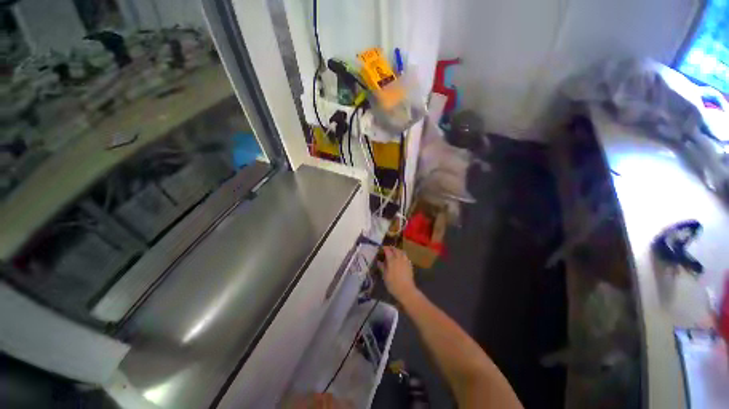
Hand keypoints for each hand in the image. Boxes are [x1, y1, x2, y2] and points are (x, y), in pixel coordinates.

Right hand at [378, 246, 416, 300]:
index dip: (384, 248)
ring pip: (402, 252)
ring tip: (394, 252)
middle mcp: (399, 258)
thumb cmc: (393, 284)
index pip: (388, 250)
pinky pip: (405, 256)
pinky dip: (402, 255)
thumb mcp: (385, 276)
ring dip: (397, 250)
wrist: (406, 291)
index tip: (381, 248)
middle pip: (395, 249)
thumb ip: (382, 267)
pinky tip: (400, 259)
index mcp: (392, 260)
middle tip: (387, 249)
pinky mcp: (410, 265)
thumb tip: (379, 261)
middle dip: (391, 248)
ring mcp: (405, 261)